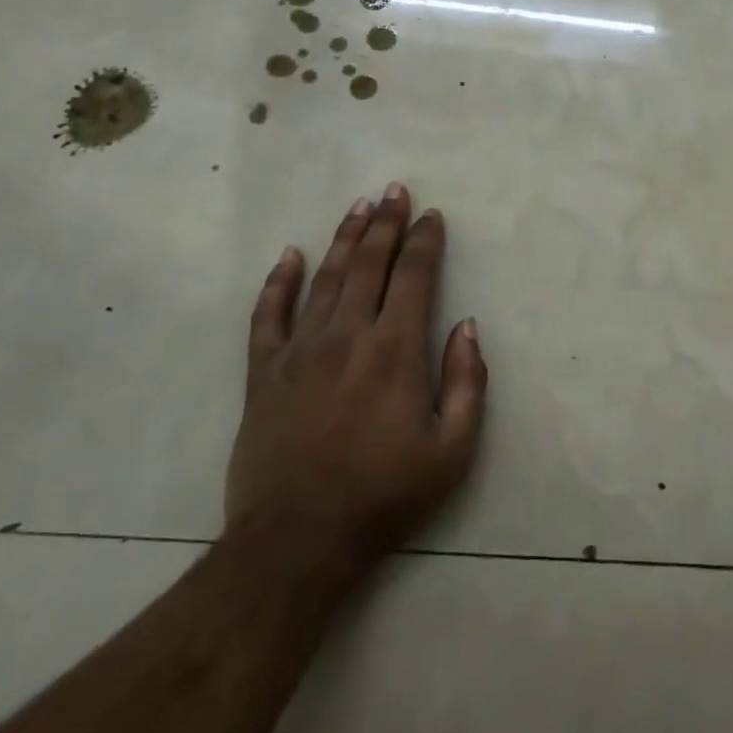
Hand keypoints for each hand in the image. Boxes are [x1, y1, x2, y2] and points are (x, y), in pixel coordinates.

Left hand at [225, 184, 486, 574]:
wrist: (297, 541)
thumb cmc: (385, 495)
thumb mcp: (453, 449)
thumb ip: (468, 381)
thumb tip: (467, 326)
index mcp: (396, 350)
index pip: (415, 277)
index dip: (425, 241)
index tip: (433, 215)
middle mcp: (348, 336)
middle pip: (369, 264)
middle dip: (386, 224)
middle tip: (395, 191)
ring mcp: (300, 351)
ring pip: (325, 278)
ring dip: (344, 238)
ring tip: (360, 207)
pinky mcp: (264, 373)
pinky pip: (268, 315)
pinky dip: (278, 282)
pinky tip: (290, 255)